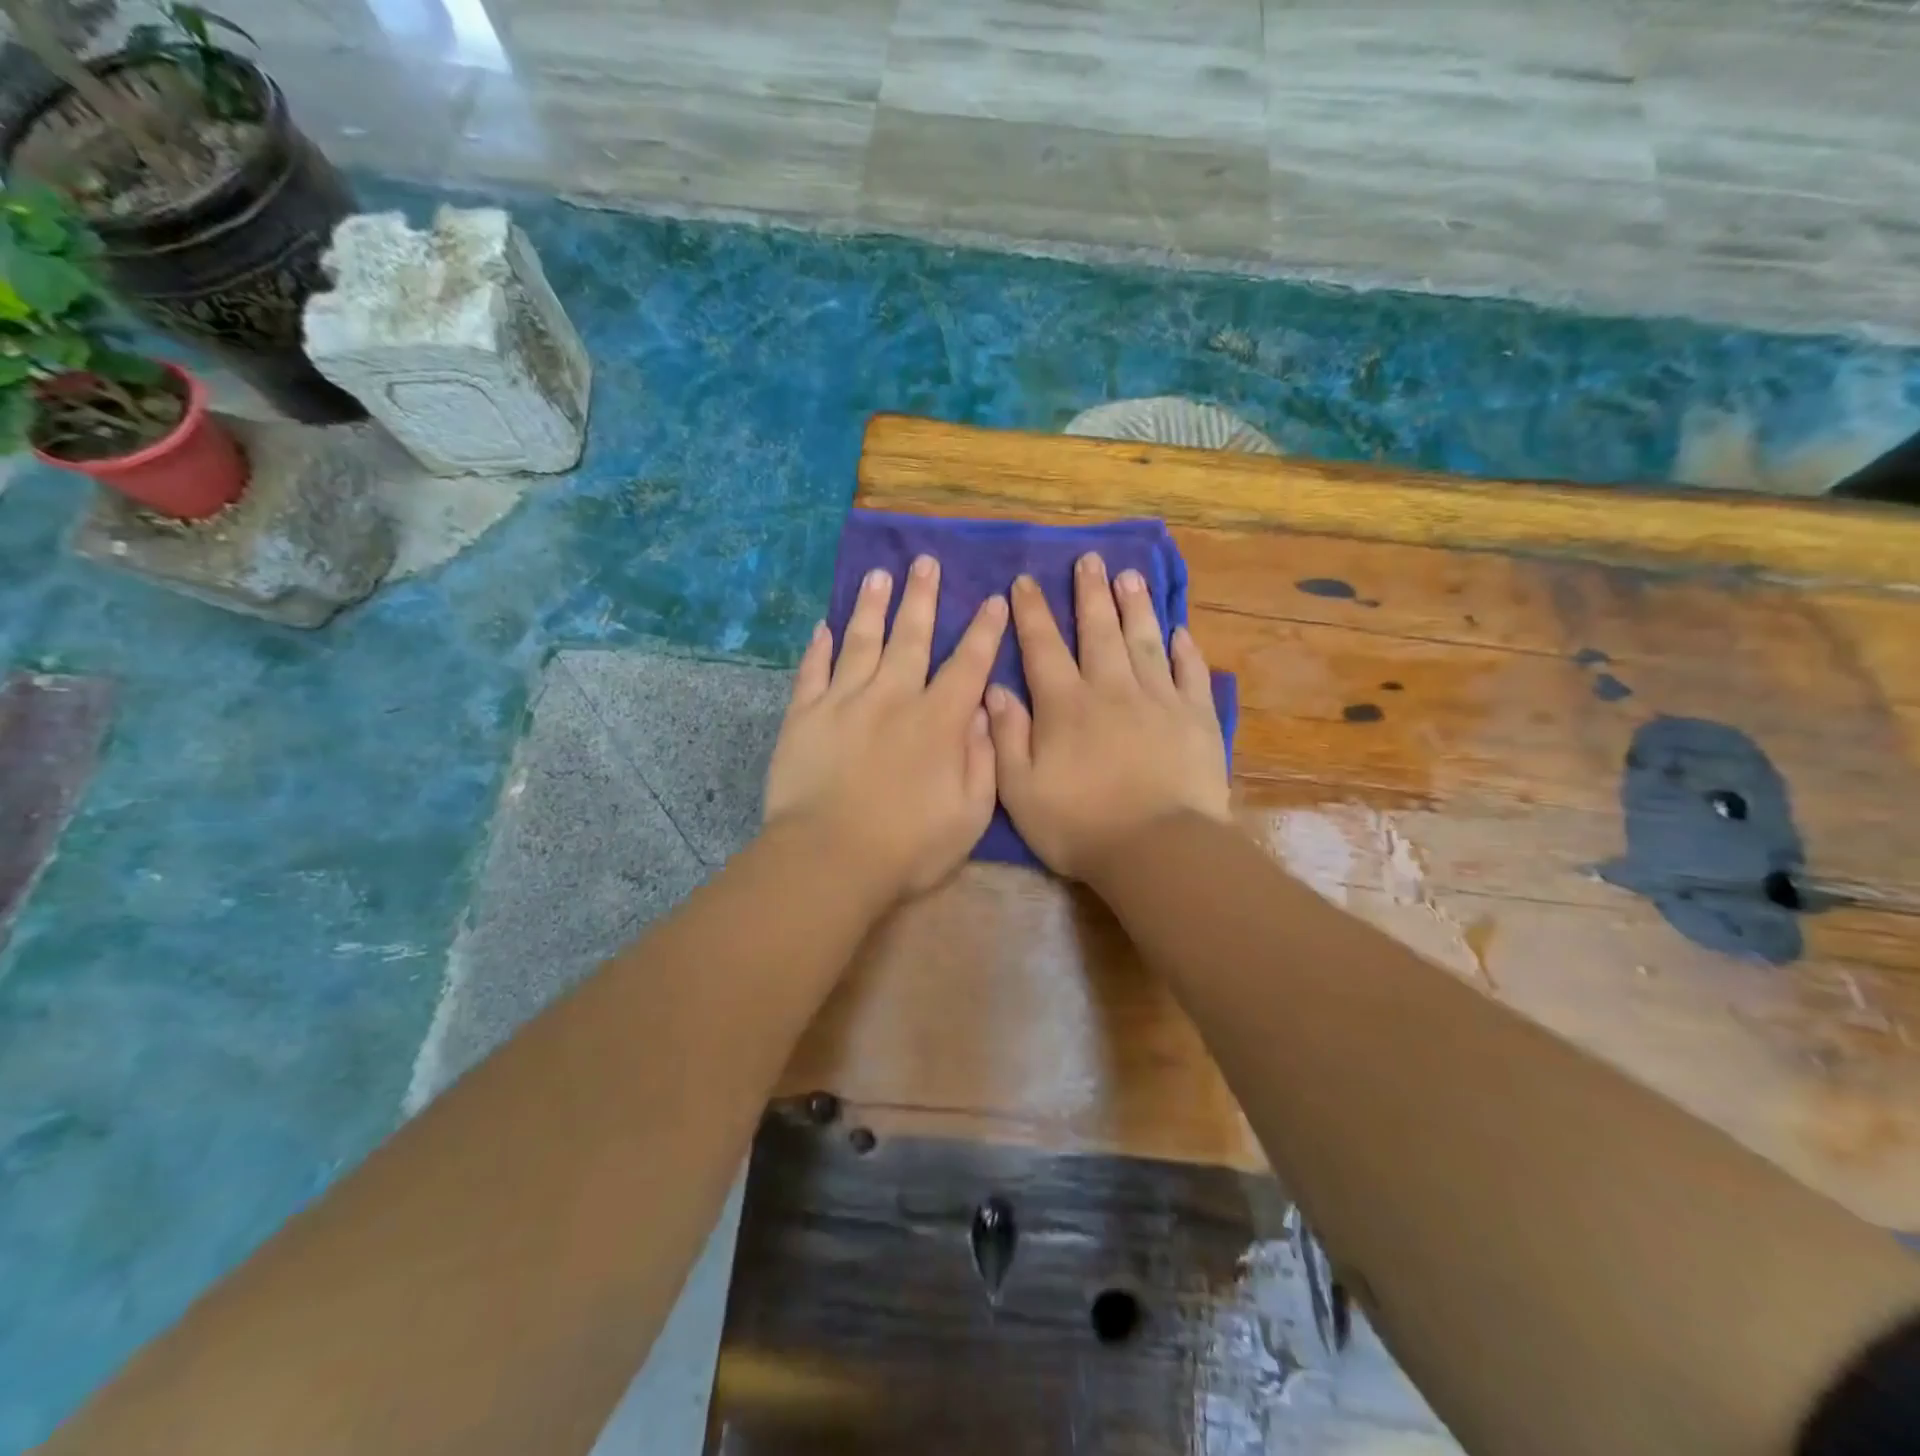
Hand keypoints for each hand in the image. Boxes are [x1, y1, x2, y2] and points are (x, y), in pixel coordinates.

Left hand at [765, 555, 1007, 903]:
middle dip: (922, 597)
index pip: (968, 665)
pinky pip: (812, 672)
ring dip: (871, 607)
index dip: (984, 631)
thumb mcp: (970, 814)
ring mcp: (843, 703)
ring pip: (860, 642)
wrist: (829, 860)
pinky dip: (818, 648)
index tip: (993, 599)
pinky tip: (822, 627)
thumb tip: (980, 710)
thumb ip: (982, 759)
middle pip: (910, 637)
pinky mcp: (804, 717)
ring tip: (877, 575)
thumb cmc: (908, 847)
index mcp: (938, 721)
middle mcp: (892, 698)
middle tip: (925, 562)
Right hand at [986, 553, 1229, 879]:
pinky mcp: (1196, 719)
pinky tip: (1180, 631)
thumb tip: (994, 689)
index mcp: (1065, 706)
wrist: (1159, 850)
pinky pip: (1190, 674)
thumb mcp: (1020, 790)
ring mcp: (1159, 700)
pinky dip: (1185, 650)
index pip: (1043, 647)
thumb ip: (1005, 737)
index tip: (1025, 582)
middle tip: (1089, 560)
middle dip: (1090, 593)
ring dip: (1136, 606)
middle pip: (1098, 631)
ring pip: (1144, 641)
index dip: (1032, 613)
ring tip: (1130, 576)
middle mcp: (1111, 690)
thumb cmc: (1080, 826)